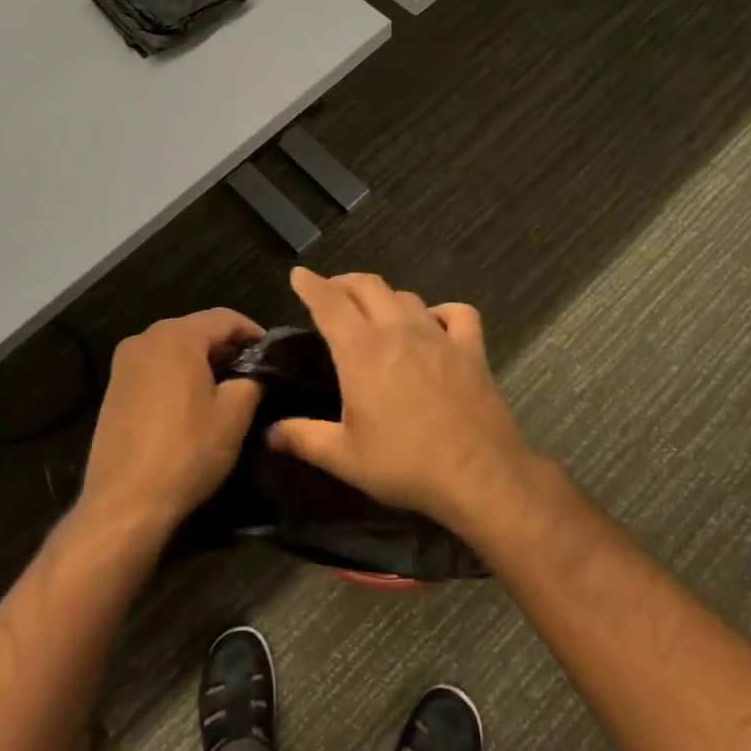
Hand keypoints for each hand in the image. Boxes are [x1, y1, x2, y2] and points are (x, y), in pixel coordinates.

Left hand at [77, 309, 264, 537]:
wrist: (125, 501)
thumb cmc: (187, 450)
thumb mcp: (234, 415)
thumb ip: (250, 382)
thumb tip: (250, 377)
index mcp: (176, 336)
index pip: (225, 318)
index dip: (253, 332)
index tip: (272, 355)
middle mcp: (144, 339)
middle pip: (196, 330)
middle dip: (226, 347)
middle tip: (252, 372)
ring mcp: (123, 365)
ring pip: (174, 350)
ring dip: (201, 363)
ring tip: (225, 389)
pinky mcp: (113, 390)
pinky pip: (155, 370)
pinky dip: (177, 377)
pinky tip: (191, 405)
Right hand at [270, 268, 538, 533]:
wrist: (480, 476)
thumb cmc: (405, 464)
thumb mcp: (344, 457)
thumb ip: (303, 438)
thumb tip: (270, 432)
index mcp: (362, 350)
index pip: (329, 302)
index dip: (310, 284)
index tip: (299, 274)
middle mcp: (399, 331)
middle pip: (368, 286)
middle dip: (344, 282)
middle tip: (331, 292)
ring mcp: (439, 336)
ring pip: (407, 296)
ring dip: (384, 297)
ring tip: (374, 310)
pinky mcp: (471, 349)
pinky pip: (457, 313)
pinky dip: (441, 311)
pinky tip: (434, 324)